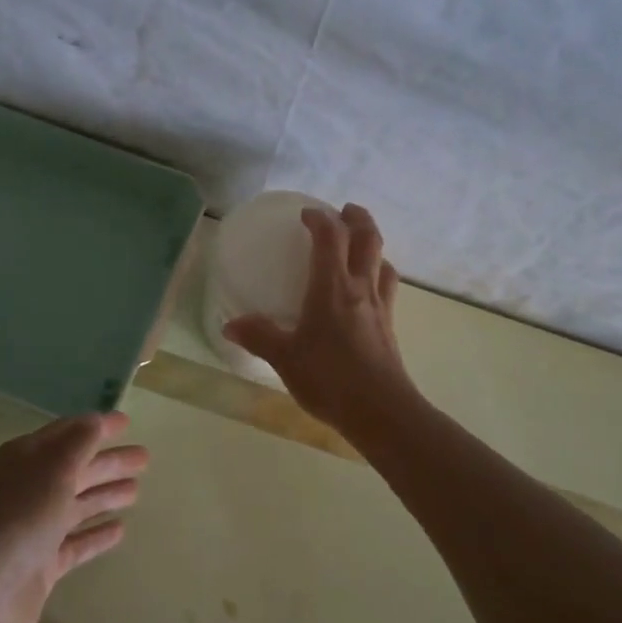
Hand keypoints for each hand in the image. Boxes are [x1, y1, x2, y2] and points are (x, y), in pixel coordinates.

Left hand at [0, 413, 146, 622]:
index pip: (66, 434)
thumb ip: (79, 443)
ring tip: (137, 491)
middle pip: (75, 469)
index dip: (96, 427)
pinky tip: (120, 531)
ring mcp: (34, 530)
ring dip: (105, 495)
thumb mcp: (52, 470)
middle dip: (108, 462)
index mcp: (24, 460)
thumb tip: (96, 420)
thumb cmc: (17, 520)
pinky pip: (75, 544)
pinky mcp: (41, 567)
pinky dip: (96, 536)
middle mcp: (28, 490)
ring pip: (76, 505)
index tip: (127, 422)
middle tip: (145, 458)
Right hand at [222, 202, 415, 433]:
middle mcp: (361, 287)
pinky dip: (379, 273)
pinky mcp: (390, 325)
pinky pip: (388, 286)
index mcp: (333, 287)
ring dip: (372, 244)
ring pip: (383, 260)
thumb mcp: (285, 358)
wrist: (381, 411)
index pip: (331, 237)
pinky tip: (368, 290)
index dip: (320, 219)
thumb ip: (259, 337)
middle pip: (368, 238)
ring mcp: (381, 306)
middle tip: (343, 211)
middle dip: (357, 218)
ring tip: (358, 247)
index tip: (306, 215)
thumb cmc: (330, 379)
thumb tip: (231, 325)